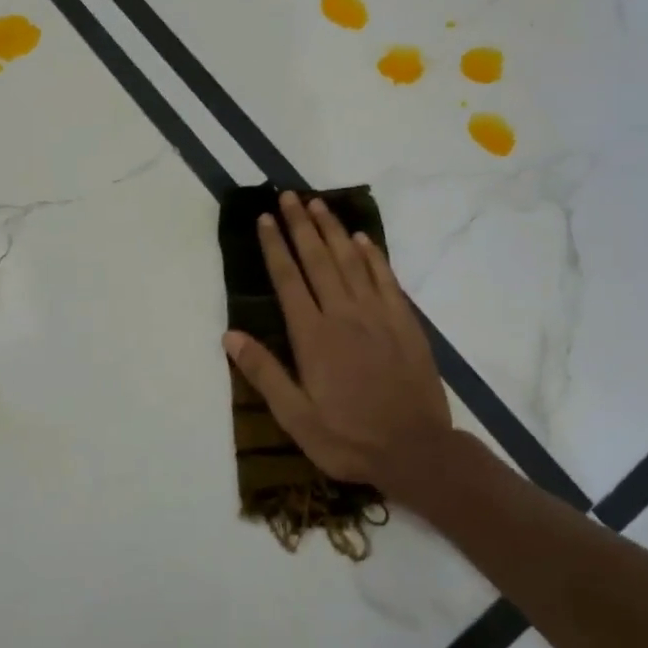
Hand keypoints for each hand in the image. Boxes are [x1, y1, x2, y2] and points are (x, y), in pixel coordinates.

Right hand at [223, 192, 454, 500]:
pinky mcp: (405, 322)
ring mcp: (378, 315)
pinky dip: (373, 256)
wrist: (417, 450)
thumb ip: (264, 373)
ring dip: (333, 230)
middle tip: (289, 196)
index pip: (288, 280)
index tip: (265, 219)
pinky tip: (362, 239)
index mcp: (313, 337)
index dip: (275, 247)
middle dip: (301, 225)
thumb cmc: (349, 438)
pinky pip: (386, 279)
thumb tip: (230, 336)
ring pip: (351, 262)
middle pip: (318, 260)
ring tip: (318, 204)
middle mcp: (344, 315)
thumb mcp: (296, 417)